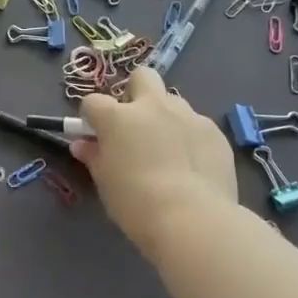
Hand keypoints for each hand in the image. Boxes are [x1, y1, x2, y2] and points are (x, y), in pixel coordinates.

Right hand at [71, 68, 236, 263]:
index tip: (94, 134)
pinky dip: (190, 138)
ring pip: (173, 102)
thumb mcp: (105, 182)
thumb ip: (94, 156)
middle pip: (142, 77)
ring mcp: (187, 116)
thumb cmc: (136, 203)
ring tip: (169, 150)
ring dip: (165, 117)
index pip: (93, 102)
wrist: (192, 220)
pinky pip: (197, 125)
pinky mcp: (214, 132)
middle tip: (135, 123)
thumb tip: (83, 145)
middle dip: (136, 92)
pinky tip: (193, 165)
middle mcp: (152, 106)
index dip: (91, 116)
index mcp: (118, 117)